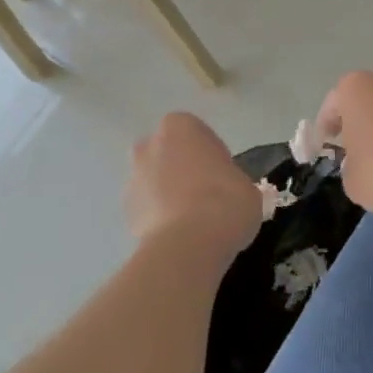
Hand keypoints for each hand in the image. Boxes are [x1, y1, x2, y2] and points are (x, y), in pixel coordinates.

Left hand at [124, 112, 262, 256]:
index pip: (196, 134)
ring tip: (193, 222)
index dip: (210, 155)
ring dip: (167, 195)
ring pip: (153, 182)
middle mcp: (149, 146)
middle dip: (180, 170)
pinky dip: (159, 219)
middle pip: (167, 154)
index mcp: (180, 127)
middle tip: (206, 195)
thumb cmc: (225, 201)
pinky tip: (180, 237)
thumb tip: (227, 193)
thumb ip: (231, 180)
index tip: (223, 176)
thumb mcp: (246, 186)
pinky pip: (147, 210)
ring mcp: (133, 179)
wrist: (189, 245)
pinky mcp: (125, 212)